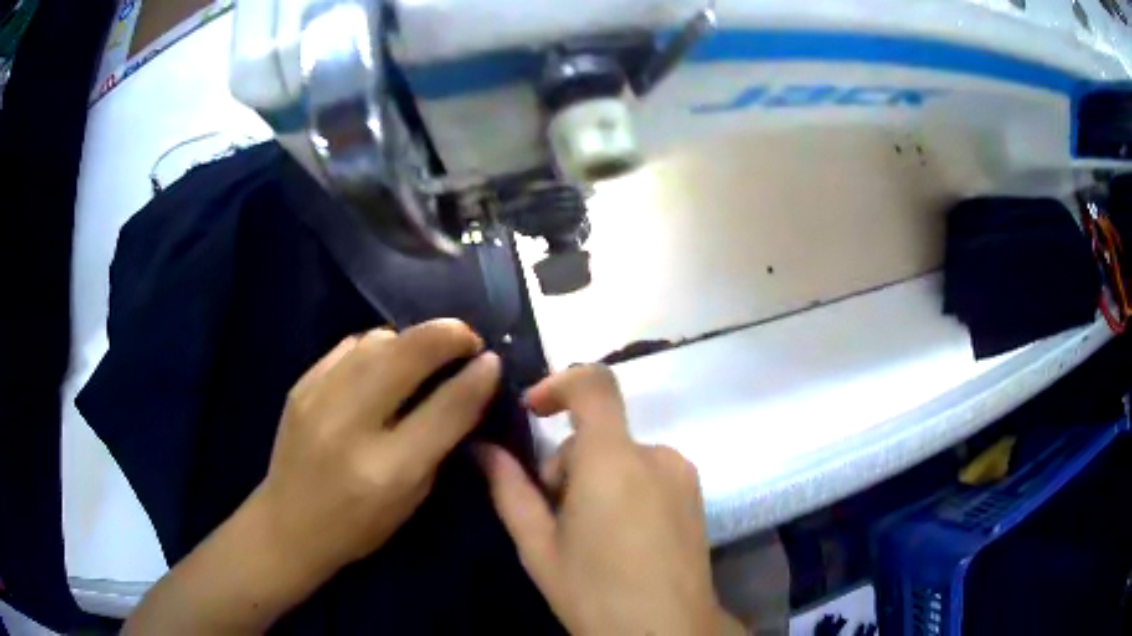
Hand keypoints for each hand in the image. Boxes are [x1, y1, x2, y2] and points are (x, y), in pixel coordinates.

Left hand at [126, 319, 501, 634]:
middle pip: (408, 354)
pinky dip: (377, 347)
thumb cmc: (359, 525)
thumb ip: (440, 442)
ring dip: (412, 339)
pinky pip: (350, 346)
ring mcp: (319, 398)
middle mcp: (351, 425)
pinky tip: (384, 363)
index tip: (493, 360)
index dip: (477, 377)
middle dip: (448, 335)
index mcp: (388, 469)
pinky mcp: (301, 384)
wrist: (288, 522)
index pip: (445, 408)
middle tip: (468, 338)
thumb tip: (467, 388)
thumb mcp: (412, 497)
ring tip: (426, 352)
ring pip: (377, 340)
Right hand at [477, 365, 737, 635]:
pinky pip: (649, 473)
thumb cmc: (595, 594)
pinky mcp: (696, 494)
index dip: (558, 383)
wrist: (668, 632)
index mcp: (613, 461)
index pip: (594, 384)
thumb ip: (510, 490)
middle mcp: (656, 455)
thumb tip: (483, 450)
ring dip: (597, 480)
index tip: (532, 411)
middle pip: (601, 435)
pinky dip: (625, 489)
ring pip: (623, 457)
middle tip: (555, 518)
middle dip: (569, 465)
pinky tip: (621, 539)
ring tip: (589, 536)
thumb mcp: (539, 547)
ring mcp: (682, 474)